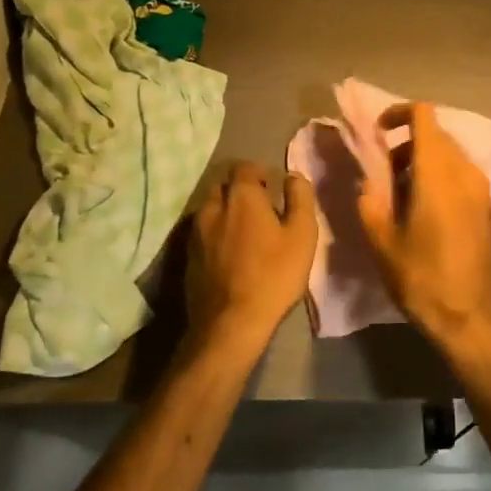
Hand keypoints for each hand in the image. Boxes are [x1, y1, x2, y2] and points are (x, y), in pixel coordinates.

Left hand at [189, 162, 317, 353]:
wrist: (230, 324)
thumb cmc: (273, 275)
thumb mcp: (302, 234)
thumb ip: (300, 198)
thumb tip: (292, 176)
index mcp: (241, 196)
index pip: (244, 167)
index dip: (260, 173)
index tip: (273, 189)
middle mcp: (213, 207)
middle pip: (224, 186)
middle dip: (240, 190)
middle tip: (260, 209)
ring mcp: (196, 232)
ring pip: (210, 208)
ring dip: (226, 211)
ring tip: (244, 231)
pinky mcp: (188, 256)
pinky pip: (202, 232)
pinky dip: (215, 233)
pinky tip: (229, 252)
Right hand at [355, 103, 490, 351]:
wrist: (477, 321)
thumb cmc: (425, 280)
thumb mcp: (383, 244)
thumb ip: (371, 203)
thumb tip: (370, 182)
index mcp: (439, 171)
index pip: (424, 115)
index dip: (398, 114)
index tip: (377, 132)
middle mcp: (466, 171)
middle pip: (436, 134)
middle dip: (406, 144)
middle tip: (384, 175)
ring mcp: (483, 189)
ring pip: (450, 155)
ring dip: (423, 162)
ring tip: (401, 197)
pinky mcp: (490, 208)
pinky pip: (462, 176)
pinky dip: (440, 178)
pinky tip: (425, 213)